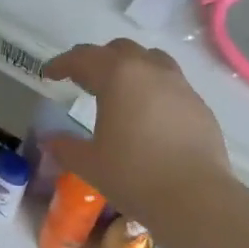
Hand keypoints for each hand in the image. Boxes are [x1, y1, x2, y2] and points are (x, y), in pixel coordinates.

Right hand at [41, 39, 230, 222]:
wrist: (194, 197)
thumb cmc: (133, 175)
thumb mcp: (89, 164)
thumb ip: (65, 147)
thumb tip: (49, 140)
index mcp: (119, 77)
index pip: (84, 58)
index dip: (62, 64)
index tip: (49, 75)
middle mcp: (151, 71)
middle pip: (120, 50)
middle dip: (97, 60)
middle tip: (82, 81)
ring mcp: (181, 86)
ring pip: (151, 61)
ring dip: (130, 69)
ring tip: (118, 92)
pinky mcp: (199, 106)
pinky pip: (171, 86)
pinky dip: (152, 91)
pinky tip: (147, 116)